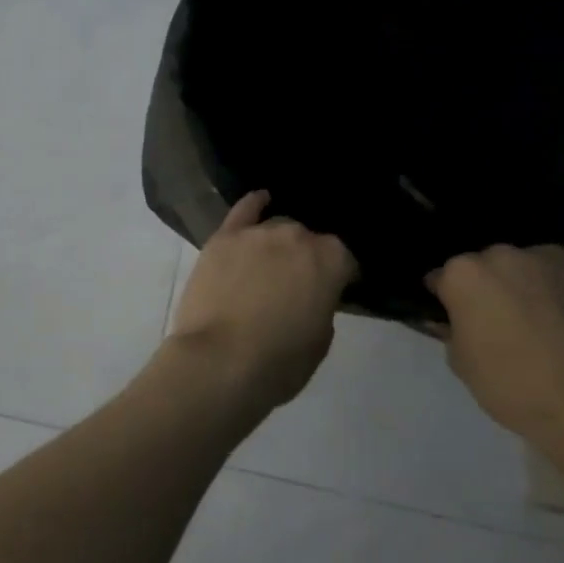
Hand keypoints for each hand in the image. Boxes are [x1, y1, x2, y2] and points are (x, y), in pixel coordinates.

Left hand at [168, 192, 355, 413]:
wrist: (218, 361)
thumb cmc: (278, 362)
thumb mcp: (320, 340)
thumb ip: (322, 305)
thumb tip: (312, 294)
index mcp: (331, 260)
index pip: (345, 260)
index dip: (339, 277)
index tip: (332, 293)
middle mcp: (297, 236)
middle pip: (307, 241)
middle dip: (305, 259)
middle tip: (295, 286)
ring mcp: (258, 233)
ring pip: (276, 228)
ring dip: (278, 244)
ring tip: (270, 265)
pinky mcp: (224, 238)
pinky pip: (244, 210)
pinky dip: (253, 204)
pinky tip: (261, 200)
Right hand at [425, 245, 563, 445]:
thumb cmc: (510, 384)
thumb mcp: (460, 362)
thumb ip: (451, 330)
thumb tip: (452, 321)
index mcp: (463, 274)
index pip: (440, 278)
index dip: (444, 300)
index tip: (452, 319)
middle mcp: (500, 255)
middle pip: (482, 266)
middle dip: (483, 287)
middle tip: (493, 320)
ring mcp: (543, 259)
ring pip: (519, 266)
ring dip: (517, 283)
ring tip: (531, 318)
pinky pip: (552, 274)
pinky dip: (550, 288)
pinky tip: (558, 318)